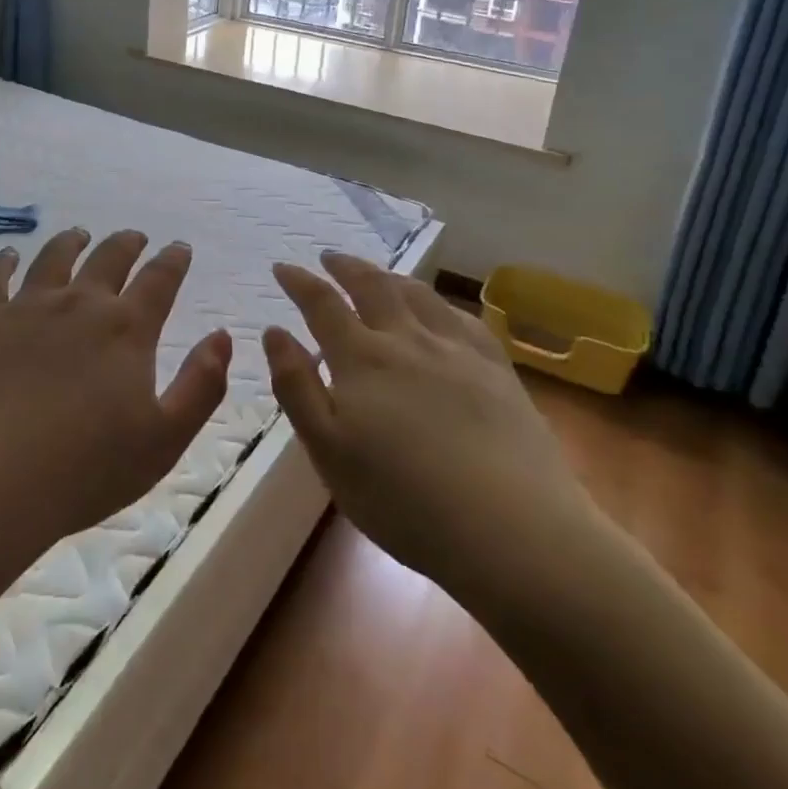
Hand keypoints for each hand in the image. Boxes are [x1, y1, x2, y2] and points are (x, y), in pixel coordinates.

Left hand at [0, 228, 230, 559]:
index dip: (173, 261)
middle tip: (135, 237)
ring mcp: (27, 307)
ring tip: (78, 234)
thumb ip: (201, 385)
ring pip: (54, 258)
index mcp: (126, 329)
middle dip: (127, 244)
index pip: (159, 280)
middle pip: (108, 258)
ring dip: (71, 242)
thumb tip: (222, 336)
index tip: (179, 247)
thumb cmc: (87, 468)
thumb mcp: (165, 439)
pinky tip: (7, 255)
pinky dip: (2, 261)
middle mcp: (80, 304)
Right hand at [264, 252, 594, 598]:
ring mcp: (457, 351)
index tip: (282, 267)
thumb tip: (274, 332)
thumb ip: (296, 387)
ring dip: (390, 276)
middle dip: (346, 267)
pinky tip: (439, 310)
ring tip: (378, 274)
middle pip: (372, 286)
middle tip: (329, 257)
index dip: (299, 282)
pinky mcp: (497, 370)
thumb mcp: (328, 451)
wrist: (513, 531)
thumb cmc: (403, 500)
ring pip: (417, 294)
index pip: (322, 304)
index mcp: (361, 359)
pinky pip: (463, 317)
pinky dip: (438, 302)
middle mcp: (407, 340)